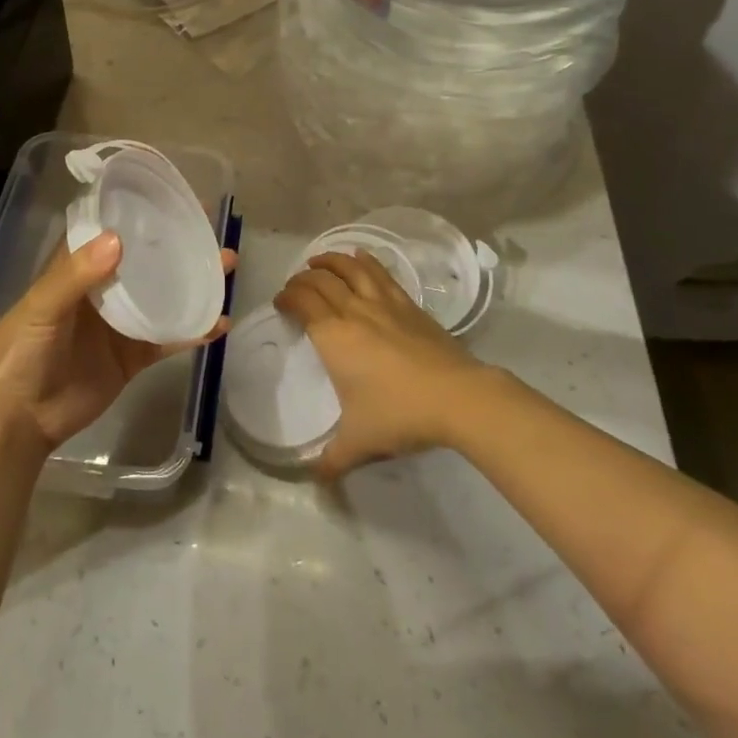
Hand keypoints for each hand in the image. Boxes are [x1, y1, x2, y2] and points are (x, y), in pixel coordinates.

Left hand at [0, 231, 234, 456]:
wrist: (17, 422)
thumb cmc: (19, 353)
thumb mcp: (40, 308)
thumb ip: (75, 275)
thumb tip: (118, 239)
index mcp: (76, 270)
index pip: (111, 231)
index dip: (138, 213)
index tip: (172, 197)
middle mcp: (102, 290)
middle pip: (145, 261)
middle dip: (177, 246)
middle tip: (212, 231)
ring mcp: (120, 325)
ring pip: (163, 295)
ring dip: (193, 282)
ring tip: (226, 266)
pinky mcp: (132, 358)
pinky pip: (167, 339)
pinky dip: (193, 330)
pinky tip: (220, 322)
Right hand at [275, 250, 491, 478]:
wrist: (456, 396)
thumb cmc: (400, 414)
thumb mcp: (360, 443)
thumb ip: (333, 460)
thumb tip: (316, 479)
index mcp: (333, 336)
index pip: (302, 302)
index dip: (287, 297)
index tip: (281, 303)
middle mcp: (353, 311)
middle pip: (321, 280)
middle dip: (302, 278)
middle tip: (296, 286)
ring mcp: (383, 303)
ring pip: (350, 268)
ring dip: (330, 260)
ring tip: (319, 261)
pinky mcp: (408, 304)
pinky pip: (380, 273)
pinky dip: (365, 261)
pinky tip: (361, 258)